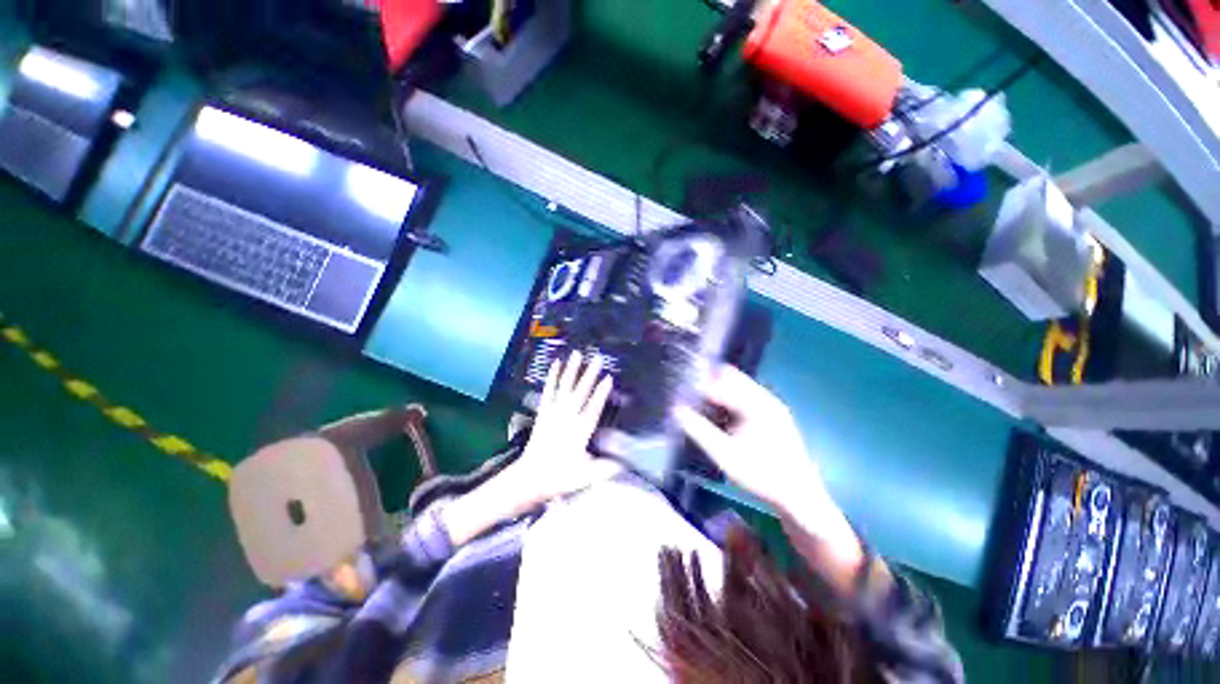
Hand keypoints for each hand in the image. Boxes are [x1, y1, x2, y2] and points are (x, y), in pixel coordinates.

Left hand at [510, 351, 622, 506]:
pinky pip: (549, 390)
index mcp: (580, 431)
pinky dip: (552, 376)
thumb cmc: (560, 477)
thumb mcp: (586, 476)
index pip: (593, 408)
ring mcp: (554, 412)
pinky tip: (556, 364)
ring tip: (577, 353)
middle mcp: (567, 417)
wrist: (530, 478)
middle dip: (590, 374)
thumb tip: (626, 463)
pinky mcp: (544, 412)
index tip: (609, 378)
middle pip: (581, 392)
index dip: (601, 393)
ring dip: (572, 370)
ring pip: (565, 387)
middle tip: (598, 358)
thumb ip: (606, 468)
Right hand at [674, 366, 862, 581]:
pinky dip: (730, 401)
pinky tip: (720, 417)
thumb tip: (677, 410)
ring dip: (720, 392)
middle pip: (732, 378)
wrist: (800, 498)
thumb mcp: (724, 455)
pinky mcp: (774, 416)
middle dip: (710, 383)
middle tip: (688, 395)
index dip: (699, 385)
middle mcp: (766, 399)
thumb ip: (698, 430)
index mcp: (756, 404)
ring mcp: (772, 407)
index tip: (681, 391)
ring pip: (739, 388)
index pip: (721, 383)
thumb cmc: (761, 475)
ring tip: (699, 404)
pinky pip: (746, 398)